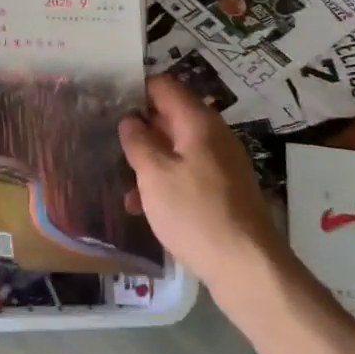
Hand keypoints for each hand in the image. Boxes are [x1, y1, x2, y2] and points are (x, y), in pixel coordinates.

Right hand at [120, 74, 287, 296]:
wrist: (248, 267)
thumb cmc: (195, 213)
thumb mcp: (155, 175)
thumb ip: (138, 142)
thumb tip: (130, 120)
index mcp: (198, 122)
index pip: (164, 86)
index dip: (136, 89)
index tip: (109, 101)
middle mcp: (213, 135)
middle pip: (171, 116)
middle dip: (140, 127)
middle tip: (107, 137)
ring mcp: (221, 164)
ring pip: (177, 148)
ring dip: (150, 159)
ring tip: (119, 178)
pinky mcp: (224, 191)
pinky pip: (188, 173)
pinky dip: (165, 181)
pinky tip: (143, 205)